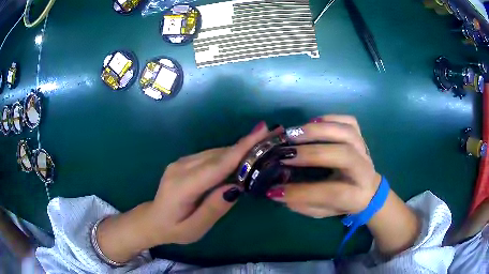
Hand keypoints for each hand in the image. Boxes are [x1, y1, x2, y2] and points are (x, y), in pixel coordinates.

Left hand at [149, 123, 274, 243]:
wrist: (153, 219)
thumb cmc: (174, 229)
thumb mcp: (194, 229)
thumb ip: (213, 208)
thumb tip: (235, 187)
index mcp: (182, 186)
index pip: (216, 166)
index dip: (240, 149)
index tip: (260, 132)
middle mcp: (180, 167)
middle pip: (218, 155)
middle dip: (246, 144)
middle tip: (271, 135)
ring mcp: (181, 162)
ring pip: (215, 153)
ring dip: (239, 148)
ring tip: (263, 143)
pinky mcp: (184, 162)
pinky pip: (210, 156)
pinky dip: (228, 154)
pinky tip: (242, 156)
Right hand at [267, 115, 380, 217]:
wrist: (369, 189)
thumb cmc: (345, 203)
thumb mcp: (326, 212)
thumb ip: (304, 205)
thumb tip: (277, 192)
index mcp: (356, 195)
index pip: (333, 192)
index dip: (303, 192)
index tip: (276, 189)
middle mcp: (364, 170)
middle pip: (344, 154)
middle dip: (312, 152)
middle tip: (286, 153)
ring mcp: (364, 149)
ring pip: (347, 132)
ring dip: (318, 130)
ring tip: (293, 133)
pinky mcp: (361, 136)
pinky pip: (349, 121)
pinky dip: (330, 119)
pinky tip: (312, 122)